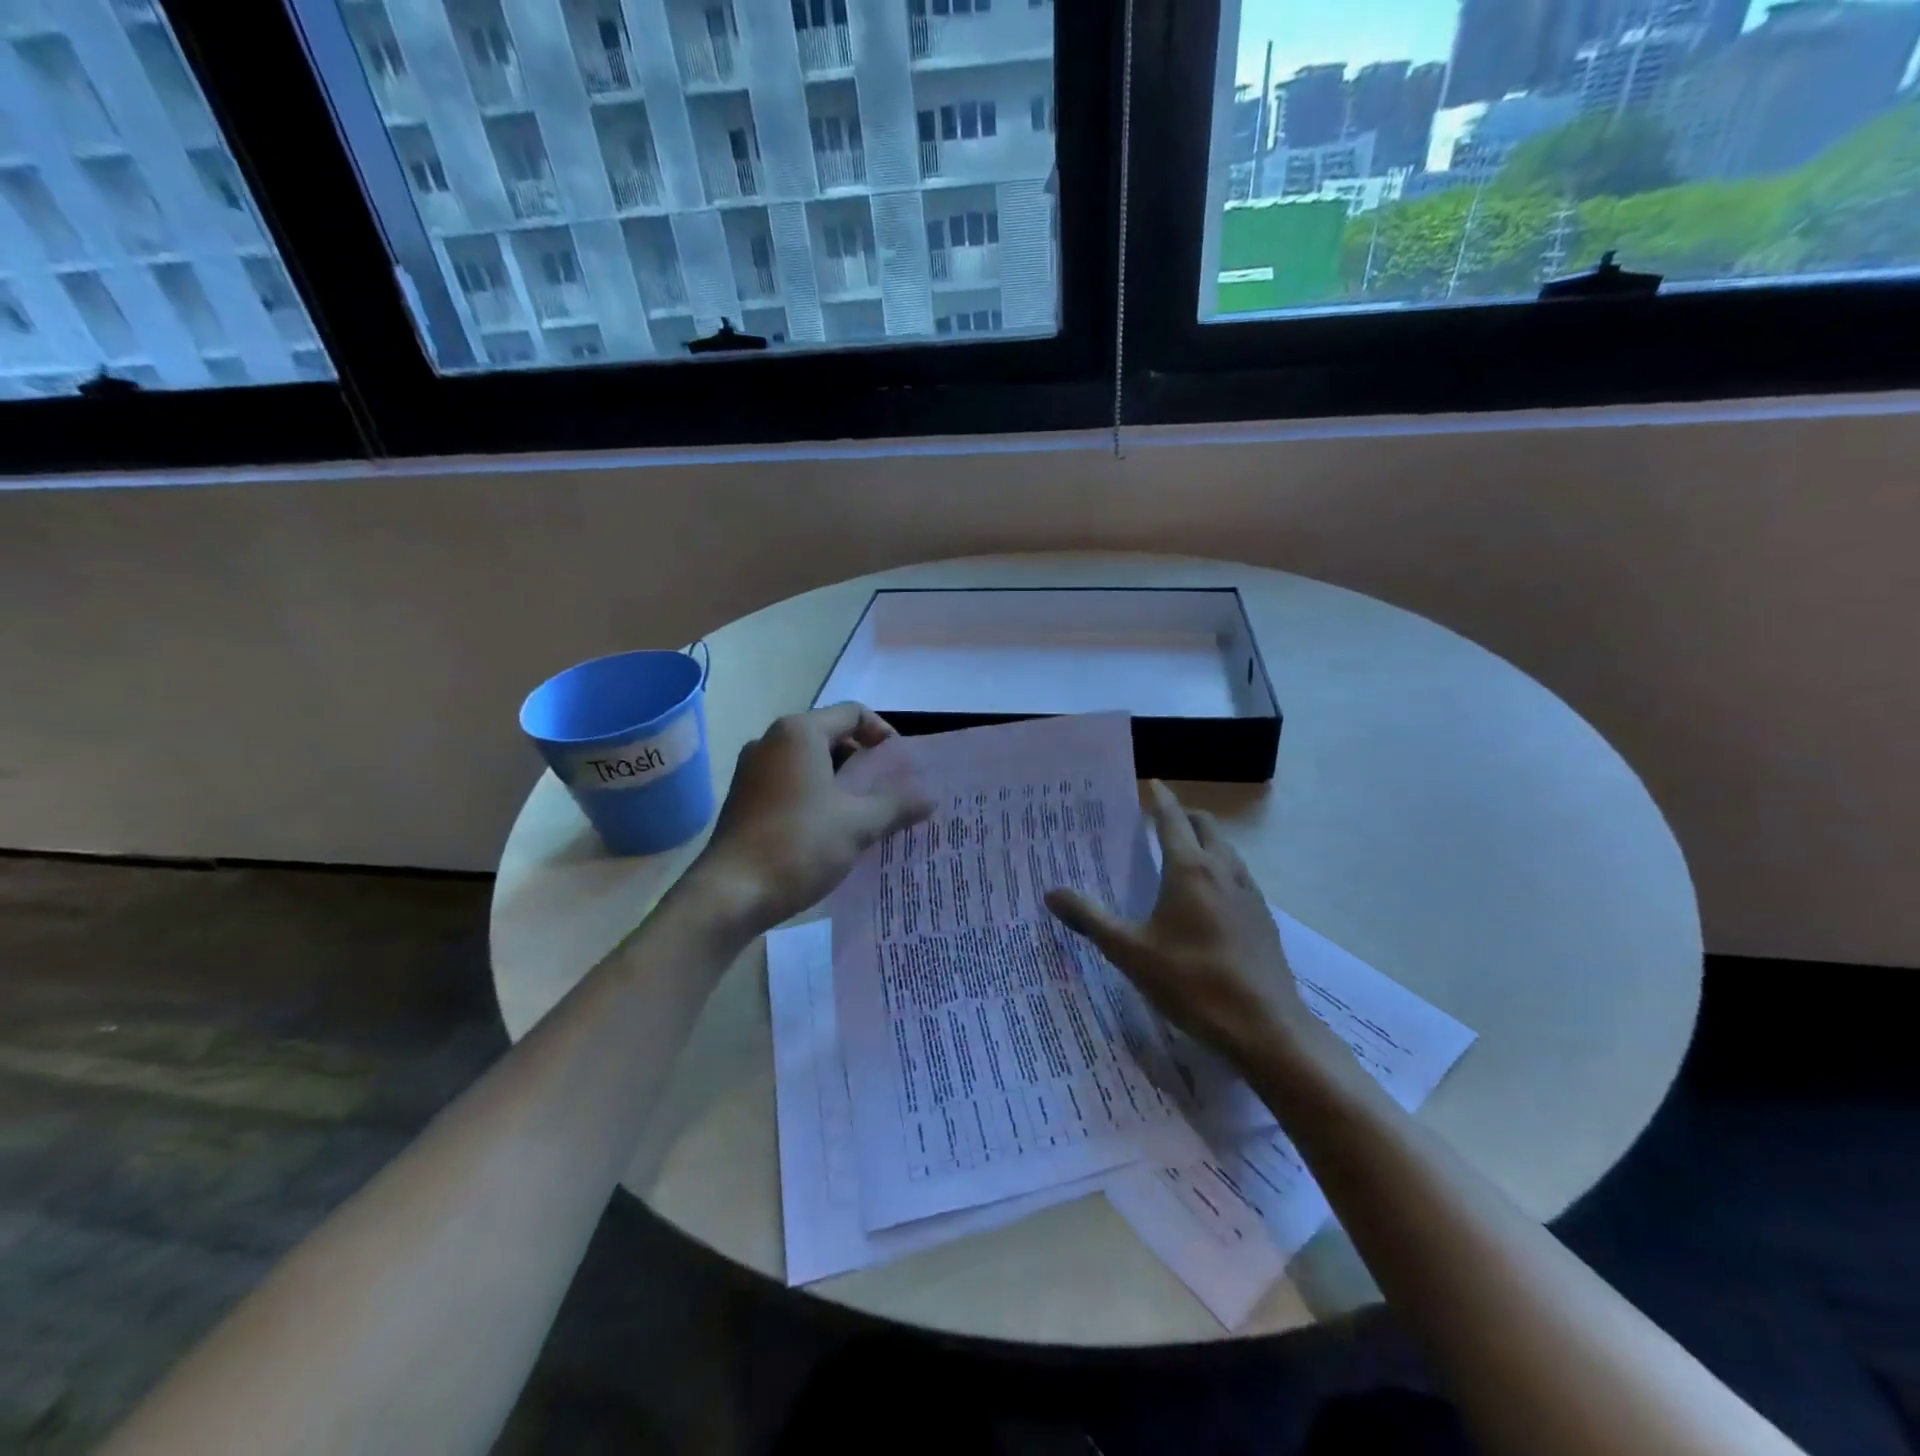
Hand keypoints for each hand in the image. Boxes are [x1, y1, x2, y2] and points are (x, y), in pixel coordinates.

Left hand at [689, 703, 931, 934]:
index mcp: (799, 733)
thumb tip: (930, 797)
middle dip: (865, 762)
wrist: (730, 894)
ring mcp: (753, 770)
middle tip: (890, 794)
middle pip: (832, 736)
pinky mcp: (745, 798)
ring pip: (811, 763)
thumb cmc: (799, 846)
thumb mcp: (859, 824)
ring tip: (867, 815)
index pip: (853, 713)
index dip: (884, 735)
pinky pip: (791, 784)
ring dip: (842, 783)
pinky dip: (818, 797)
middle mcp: (771, 741)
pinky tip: (833, 831)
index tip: (902, 768)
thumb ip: (898, 805)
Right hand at [1045, 781, 1326, 1072]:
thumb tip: (1051, 893)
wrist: (1265, 1027)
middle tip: (1157, 823)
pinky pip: (1239, 876)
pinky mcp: (1263, 918)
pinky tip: (1208, 900)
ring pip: (1226, 850)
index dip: (1159, 798)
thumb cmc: (1192, 982)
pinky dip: (1220, 868)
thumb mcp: (1130, 952)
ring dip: (1204, 841)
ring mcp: (1249, 893)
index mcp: (1189, 869)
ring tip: (1180, 857)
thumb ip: (1090, 918)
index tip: (1149, 783)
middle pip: (1205, 826)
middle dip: (1182, 816)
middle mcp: (1223, 870)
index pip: (1172, 819)